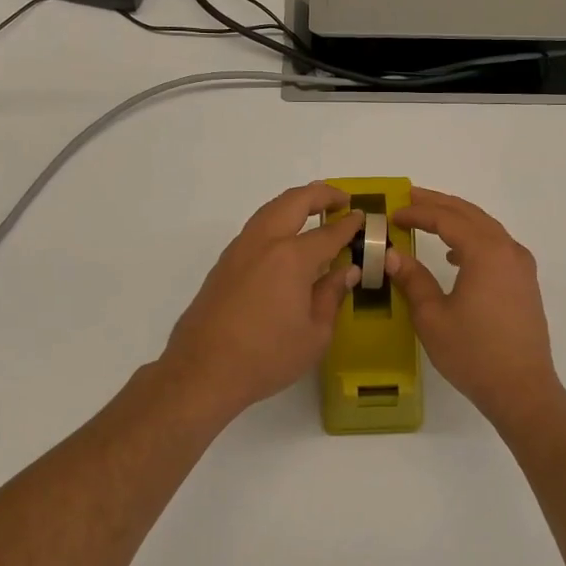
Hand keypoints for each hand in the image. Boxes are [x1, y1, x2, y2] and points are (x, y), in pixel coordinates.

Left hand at [155, 183, 363, 421]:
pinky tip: (286, 240)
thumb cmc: (266, 357)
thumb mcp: (315, 334)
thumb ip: (332, 296)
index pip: (329, 232)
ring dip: (295, 203)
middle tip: (341, 199)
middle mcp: (264, 243)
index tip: (363, 218)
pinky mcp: (224, 263)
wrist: (203, 371)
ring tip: (315, 211)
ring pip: (270, 210)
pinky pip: (256, 228)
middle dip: (321, 194)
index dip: (349, 224)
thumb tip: (347, 271)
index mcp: (292, 258)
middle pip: (294, 202)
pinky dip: (277, 221)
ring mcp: (239, 250)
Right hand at [388, 189, 565, 428]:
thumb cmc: (473, 353)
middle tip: (409, 197)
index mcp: (486, 252)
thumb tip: (392, 254)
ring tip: (429, 219)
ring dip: (457, 219)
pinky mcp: (525, 283)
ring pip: (486, 228)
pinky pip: (497, 246)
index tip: (392, 214)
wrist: (522, 389)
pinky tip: (455, 256)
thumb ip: (412, 279)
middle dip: (438, 204)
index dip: (417, 213)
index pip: (447, 219)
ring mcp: (521, 266)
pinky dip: (473, 239)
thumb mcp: (432, 317)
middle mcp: (508, 250)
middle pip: (470, 214)